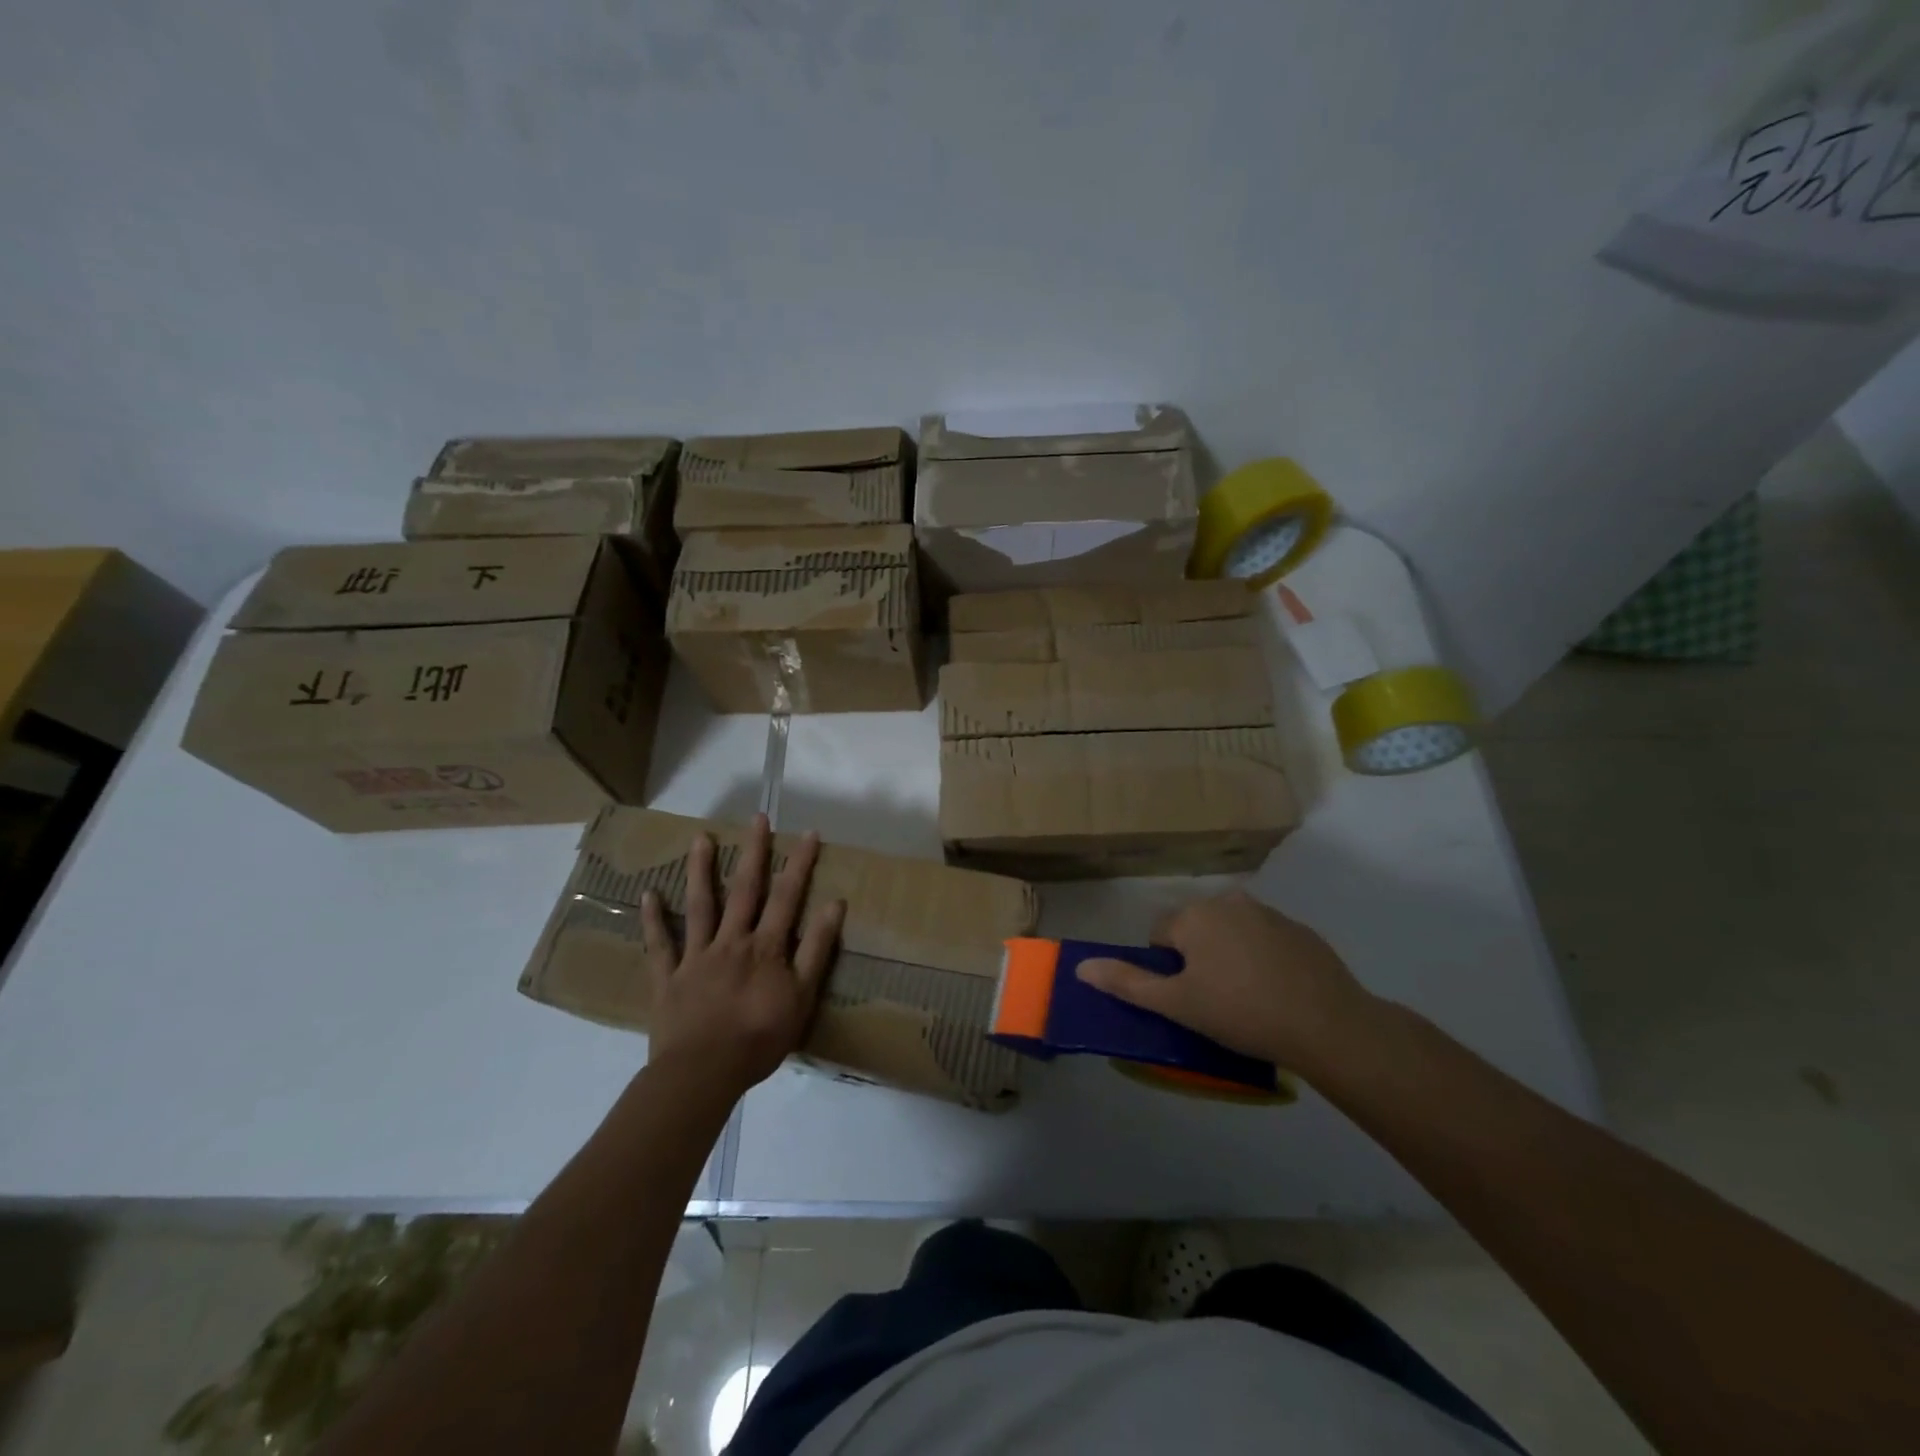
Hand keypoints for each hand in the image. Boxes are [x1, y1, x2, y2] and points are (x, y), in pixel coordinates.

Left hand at [640, 814, 845, 1093]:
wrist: (704, 1073)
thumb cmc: (760, 1038)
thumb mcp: (803, 997)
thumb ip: (818, 950)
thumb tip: (834, 904)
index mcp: (766, 947)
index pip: (787, 896)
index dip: (799, 863)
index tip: (809, 833)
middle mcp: (732, 941)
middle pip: (745, 890)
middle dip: (754, 852)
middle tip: (756, 818)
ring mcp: (697, 957)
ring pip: (700, 906)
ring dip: (701, 871)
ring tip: (700, 839)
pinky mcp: (669, 978)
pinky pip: (660, 945)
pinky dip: (653, 920)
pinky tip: (648, 894)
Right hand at [1076, 890, 1377, 1077]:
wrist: (1328, 1025)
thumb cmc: (1241, 1012)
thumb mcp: (1177, 1004)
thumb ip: (1127, 983)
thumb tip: (1081, 967)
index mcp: (1195, 915)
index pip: (1160, 935)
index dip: (1166, 970)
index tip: (1186, 999)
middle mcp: (1229, 902)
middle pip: (1196, 930)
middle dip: (1197, 960)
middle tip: (1213, 1002)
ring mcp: (1269, 913)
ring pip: (1232, 934)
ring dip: (1230, 957)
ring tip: (1247, 1000)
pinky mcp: (1302, 931)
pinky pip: (1266, 942)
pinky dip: (1263, 960)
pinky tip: (1277, 993)